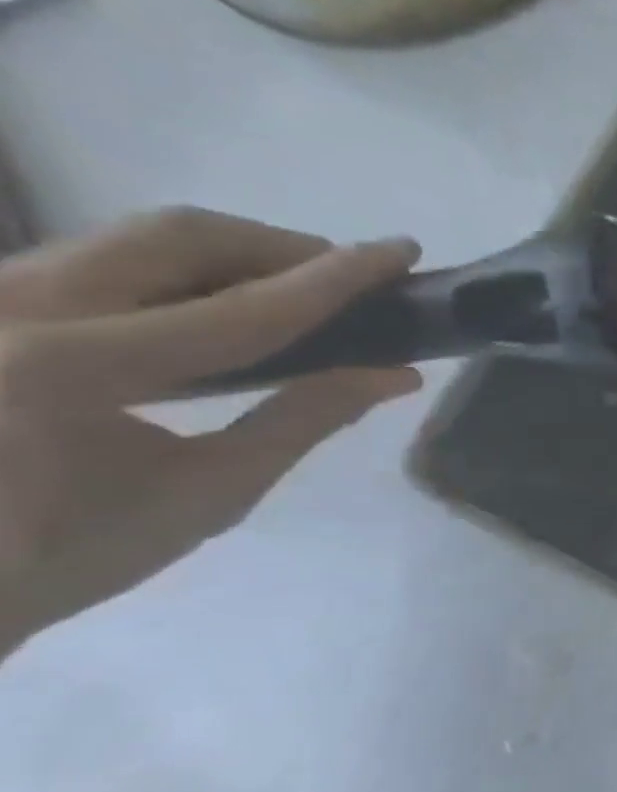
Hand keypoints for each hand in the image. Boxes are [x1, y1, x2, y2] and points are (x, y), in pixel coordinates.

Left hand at [0, 209, 420, 652]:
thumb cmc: (65, 554)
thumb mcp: (207, 493)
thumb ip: (303, 420)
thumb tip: (395, 375)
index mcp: (63, 368)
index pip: (240, 310)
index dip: (334, 280)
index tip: (402, 251)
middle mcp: (7, 306)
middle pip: (176, 237)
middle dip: (279, 249)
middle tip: (346, 278)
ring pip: (134, 240)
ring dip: (232, 258)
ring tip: (294, 296)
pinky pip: (100, 261)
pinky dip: (182, 275)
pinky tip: (219, 310)